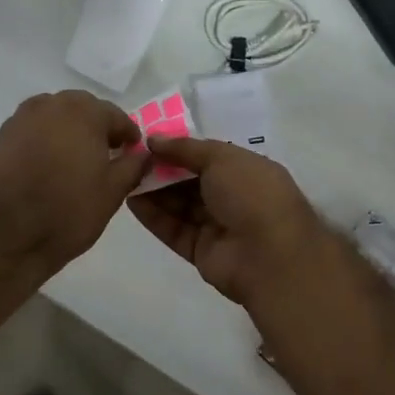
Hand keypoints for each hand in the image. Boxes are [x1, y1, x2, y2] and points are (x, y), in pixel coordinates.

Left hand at [0, 90, 149, 273]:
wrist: (7, 235)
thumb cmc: (68, 212)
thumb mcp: (113, 192)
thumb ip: (133, 166)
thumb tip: (144, 154)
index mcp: (84, 113)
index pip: (115, 116)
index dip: (127, 134)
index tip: (133, 150)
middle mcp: (52, 105)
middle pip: (83, 108)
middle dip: (97, 126)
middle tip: (106, 152)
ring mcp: (23, 118)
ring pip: (55, 115)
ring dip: (69, 129)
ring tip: (76, 157)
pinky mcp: (2, 135)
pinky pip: (34, 128)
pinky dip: (46, 138)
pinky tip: (49, 163)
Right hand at [126, 135, 335, 306]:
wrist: (269, 255)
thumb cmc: (251, 194)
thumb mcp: (221, 158)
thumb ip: (185, 148)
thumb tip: (153, 139)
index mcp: (246, 170)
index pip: (207, 156)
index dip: (179, 148)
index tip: (148, 140)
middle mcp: (233, 197)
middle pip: (190, 180)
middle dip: (162, 168)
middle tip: (130, 158)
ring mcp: (217, 225)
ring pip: (179, 205)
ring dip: (154, 190)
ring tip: (125, 175)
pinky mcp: (200, 251)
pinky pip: (173, 229)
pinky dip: (154, 215)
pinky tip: (131, 200)